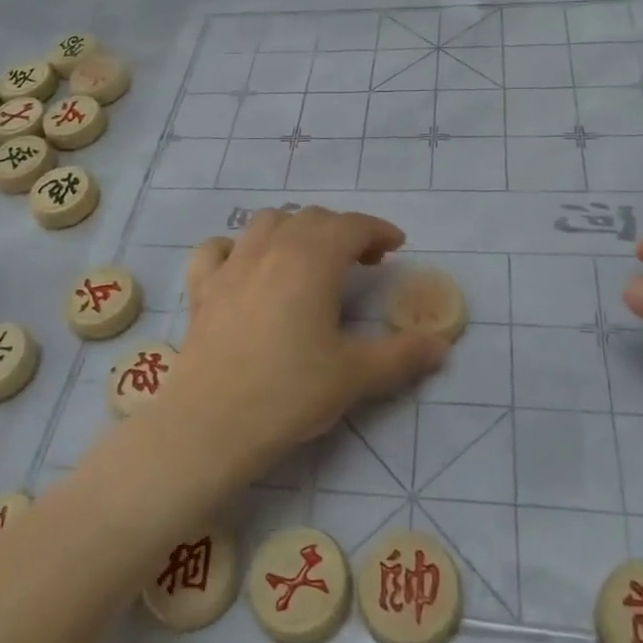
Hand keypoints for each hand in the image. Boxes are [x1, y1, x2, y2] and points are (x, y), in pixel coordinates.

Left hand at [163, 208, 450, 470]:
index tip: (396, 247)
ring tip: (309, 258)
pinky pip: (217, 248)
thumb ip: (402, 356)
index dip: (378, 230)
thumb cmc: (289, 393)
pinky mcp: (202, 288)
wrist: (211, 424)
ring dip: (295, 230)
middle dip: (342, 231)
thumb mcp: (356, 376)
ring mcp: (231, 265)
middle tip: (362, 261)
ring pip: (267, 223)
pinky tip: (246, 267)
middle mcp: (271, 249)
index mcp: (312, 260)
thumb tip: (440, 346)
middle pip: (312, 218)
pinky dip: (238, 247)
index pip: (352, 225)